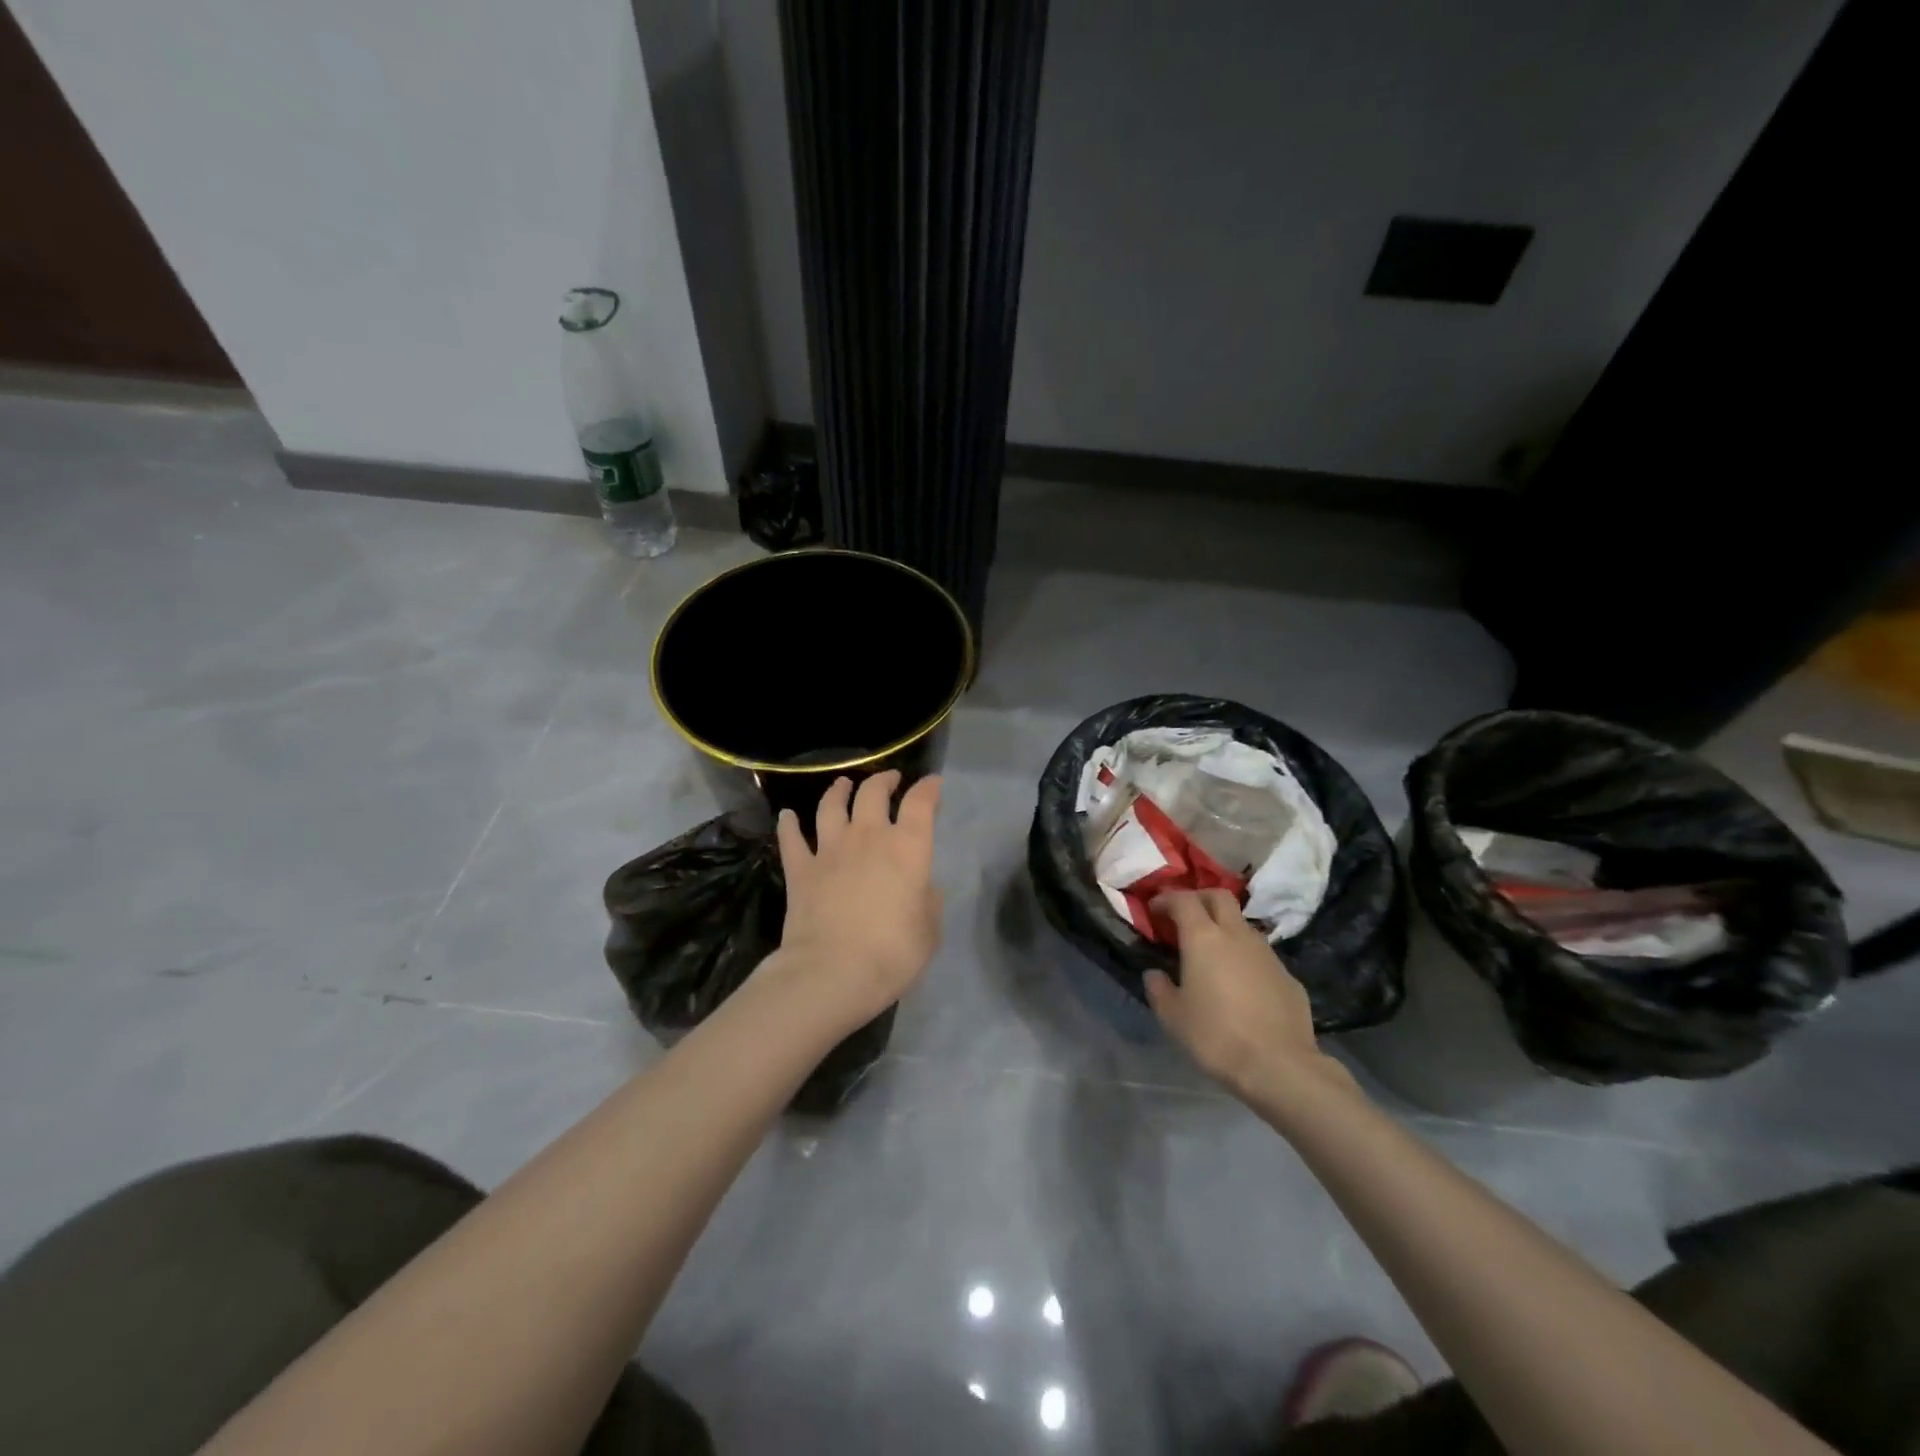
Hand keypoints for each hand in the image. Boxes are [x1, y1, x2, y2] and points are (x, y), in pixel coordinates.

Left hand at [773, 771, 943, 1026]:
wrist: (832, 971)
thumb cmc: (892, 953)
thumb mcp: (929, 932)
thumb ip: (928, 903)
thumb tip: (923, 888)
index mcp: (908, 848)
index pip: (920, 804)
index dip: (928, 788)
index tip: (932, 783)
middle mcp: (869, 837)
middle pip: (873, 793)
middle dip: (883, 781)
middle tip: (889, 779)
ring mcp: (829, 850)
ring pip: (831, 806)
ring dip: (838, 791)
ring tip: (842, 784)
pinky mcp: (800, 869)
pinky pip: (791, 838)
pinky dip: (789, 824)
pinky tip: (787, 816)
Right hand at [1145, 889, 1358, 1109]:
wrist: (1279, 1066)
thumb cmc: (1216, 1036)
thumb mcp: (1173, 1017)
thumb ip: (1159, 989)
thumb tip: (1155, 975)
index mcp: (1203, 938)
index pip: (1183, 899)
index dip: (1166, 899)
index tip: (1154, 910)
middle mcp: (1237, 935)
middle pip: (1219, 897)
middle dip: (1199, 899)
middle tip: (1185, 917)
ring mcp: (1267, 954)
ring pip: (1243, 926)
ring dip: (1225, 929)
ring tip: (1213, 954)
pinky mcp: (1289, 976)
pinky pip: (1261, 956)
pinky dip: (1246, 959)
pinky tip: (1241, 986)